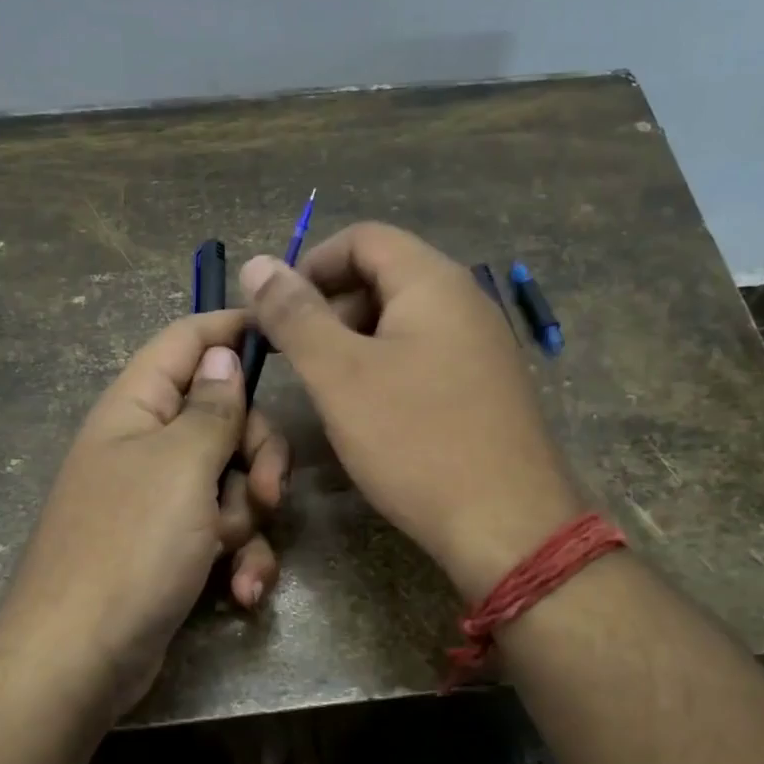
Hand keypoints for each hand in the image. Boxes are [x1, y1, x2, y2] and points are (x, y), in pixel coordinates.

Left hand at [0, 310, 288, 717]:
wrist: (79, 660)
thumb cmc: (130, 547)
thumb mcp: (181, 466)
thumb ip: (212, 407)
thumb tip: (222, 354)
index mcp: (136, 409)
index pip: (185, 341)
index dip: (232, 331)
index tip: (284, 336)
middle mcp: (147, 447)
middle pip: (225, 417)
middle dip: (258, 454)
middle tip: (271, 491)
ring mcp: (160, 501)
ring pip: (233, 481)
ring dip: (249, 518)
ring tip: (237, 555)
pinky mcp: (173, 548)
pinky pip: (223, 533)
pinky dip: (240, 558)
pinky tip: (244, 591)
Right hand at [242, 223, 579, 600]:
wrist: (506, 526)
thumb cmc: (416, 441)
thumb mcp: (340, 375)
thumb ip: (295, 316)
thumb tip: (257, 264)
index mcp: (433, 282)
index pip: (363, 238)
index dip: (311, 265)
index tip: (277, 312)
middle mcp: (465, 300)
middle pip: (384, 276)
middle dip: (331, 307)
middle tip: (298, 359)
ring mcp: (482, 345)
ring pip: (402, 321)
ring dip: (355, 343)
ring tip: (329, 391)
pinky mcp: (486, 386)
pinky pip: (424, 356)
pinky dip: (386, 369)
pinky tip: (371, 413)